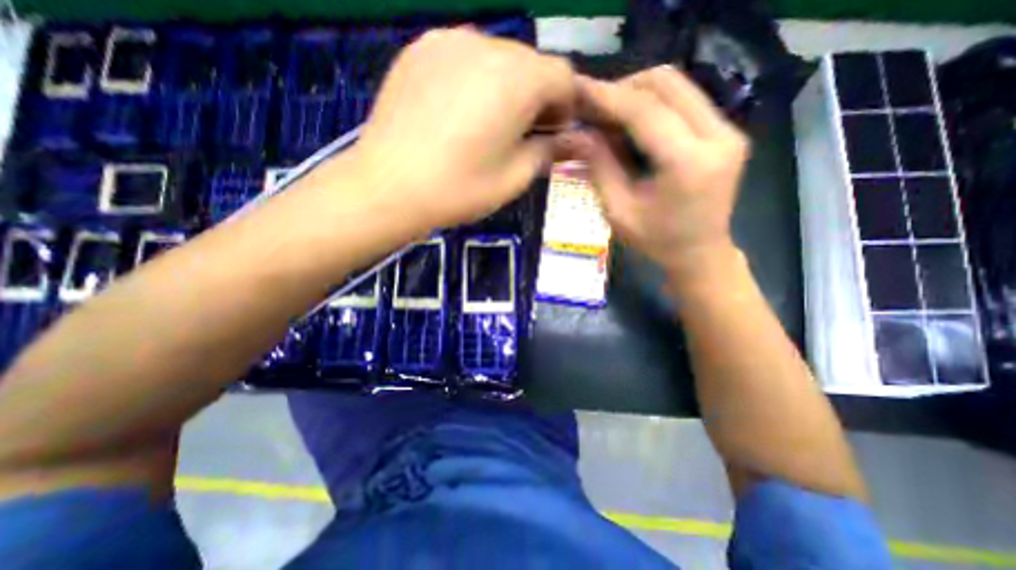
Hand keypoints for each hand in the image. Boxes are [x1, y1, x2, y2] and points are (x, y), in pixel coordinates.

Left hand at [347, 26, 570, 228]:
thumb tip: (570, 141)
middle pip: (530, 64)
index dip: (566, 106)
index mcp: (516, 80)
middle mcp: (485, 46)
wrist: (388, 188)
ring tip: (487, 125)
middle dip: (536, 97)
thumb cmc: (459, 190)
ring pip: (497, 58)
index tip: (553, 134)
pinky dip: (474, 80)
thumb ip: (549, 151)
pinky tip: (458, 113)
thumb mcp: (515, 178)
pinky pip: (463, 58)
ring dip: (506, 88)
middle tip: (522, 134)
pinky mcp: (419, 50)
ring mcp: (447, 42)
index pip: (563, 76)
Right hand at [569, 67, 748, 284]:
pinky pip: (685, 100)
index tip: (578, 89)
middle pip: (667, 84)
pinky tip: (631, 123)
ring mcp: (728, 130)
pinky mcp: (726, 131)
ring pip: (678, 85)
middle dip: (623, 89)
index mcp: (689, 163)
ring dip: (638, 93)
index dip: (607, 97)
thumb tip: (577, 134)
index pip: (646, 111)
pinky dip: (653, 104)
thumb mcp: (618, 211)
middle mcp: (718, 136)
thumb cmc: (656, 241)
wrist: (700, 253)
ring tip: (608, 115)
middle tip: (592, 107)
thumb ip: (599, 168)